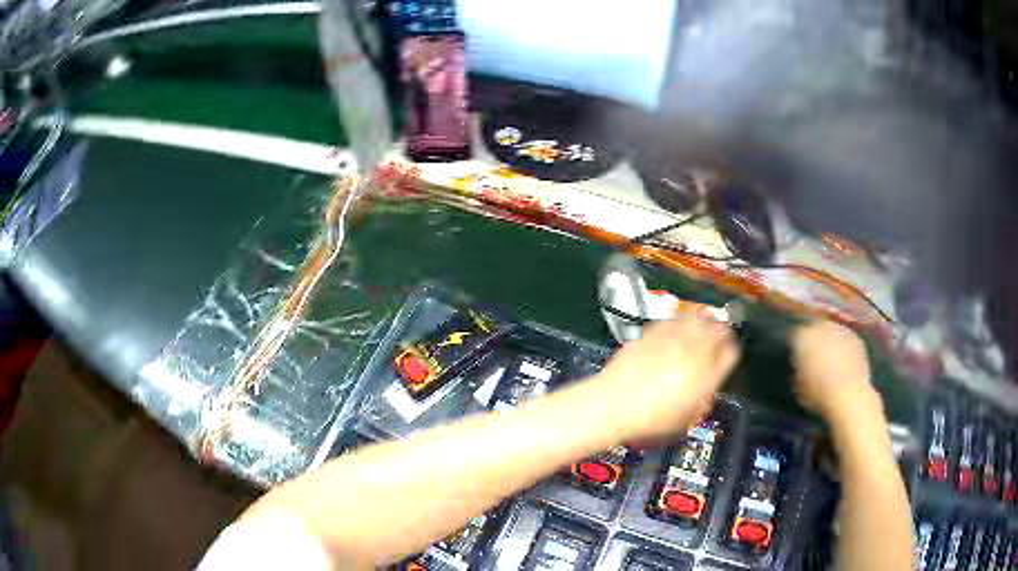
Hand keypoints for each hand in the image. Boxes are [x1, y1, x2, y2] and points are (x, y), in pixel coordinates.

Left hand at [595, 317, 739, 440]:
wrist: (614, 405)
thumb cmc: (651, 421)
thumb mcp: (685, 420)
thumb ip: (700, 401)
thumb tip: (705, 393)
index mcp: (708, 375)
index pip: (732, 353)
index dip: (731, 351)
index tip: (727, 352)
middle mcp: (695, 352)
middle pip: (718, 329)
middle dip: (721, 331)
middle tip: (719, 334)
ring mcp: (673, 338)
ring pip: (697, 318)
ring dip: (702, 321)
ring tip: (702, 324)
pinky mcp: (653, 332)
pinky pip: (673, 320)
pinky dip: (678, 322)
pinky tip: (676, 327)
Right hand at [791, 321, 881, 424]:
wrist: (848, 396)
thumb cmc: (818, 394)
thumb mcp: (798, 386)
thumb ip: (798, 369)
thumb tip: (800, 365)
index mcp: (803, 337)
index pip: (795, 335)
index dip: (795, 346)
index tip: (796, 357)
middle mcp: (822, 327)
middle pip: (815, 328)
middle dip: (814, 339)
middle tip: (813, 355)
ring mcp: (841, 330)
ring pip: (832, 331)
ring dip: (830, 341)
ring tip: (831, 358)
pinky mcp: (857, 338)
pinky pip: (846, 339)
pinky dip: (844, 347)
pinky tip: (845, 362)